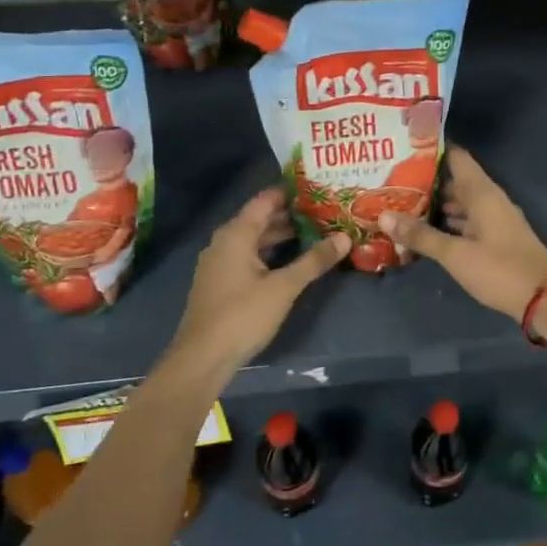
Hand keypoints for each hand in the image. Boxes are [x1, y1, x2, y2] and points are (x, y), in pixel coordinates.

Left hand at [163, 190, 347, 379]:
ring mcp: (219, 263)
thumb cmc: (242, 315)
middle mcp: (224, 242)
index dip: (290, 192)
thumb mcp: (284, 287)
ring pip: (254, 239)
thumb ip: (314, 260)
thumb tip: (345, 237)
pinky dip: (269, 252)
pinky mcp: (220, 282)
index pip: (265, 200)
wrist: (202, 358)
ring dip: (281, 235)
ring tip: (314, 232)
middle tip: (323, 210)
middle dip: (290, 215)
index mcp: (236, 234)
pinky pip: (248, 256)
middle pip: (260, 219)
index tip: (318, 187)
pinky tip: (291, 260)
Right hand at [378, 146, 546, 321]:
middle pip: (455, 181)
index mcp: (482, 193)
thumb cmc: (500, 269)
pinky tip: (427, 232)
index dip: (432, 149)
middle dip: (426, 181)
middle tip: (391, 180)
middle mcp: (489, 200)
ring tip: (401, 204)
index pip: (456, 157)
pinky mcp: (496, 239)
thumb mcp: (456, 254)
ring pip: (461, 204)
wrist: (545, 299)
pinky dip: (448, 223)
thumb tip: (383, 216)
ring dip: (436, 204)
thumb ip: (421, 235)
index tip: (404, 145)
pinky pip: (467, 222)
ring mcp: (495, 220)